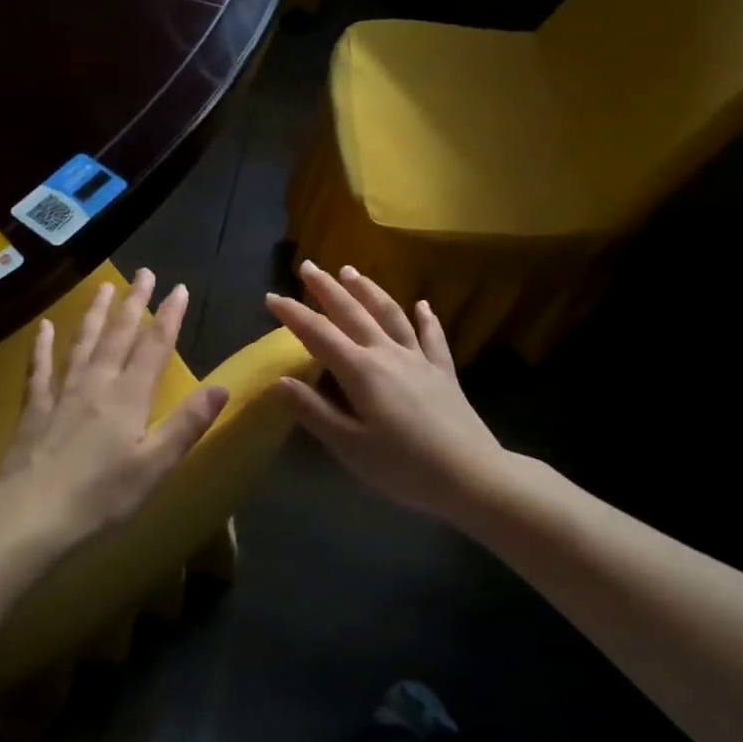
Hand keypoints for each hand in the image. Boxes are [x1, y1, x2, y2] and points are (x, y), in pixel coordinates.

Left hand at [0, 268, 228, 550]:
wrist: (31, 514)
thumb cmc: (101, 495)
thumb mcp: (155, 465)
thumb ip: (187, 423)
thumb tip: (222, 386)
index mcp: (129, 397)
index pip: (154, 347)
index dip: (168, 317)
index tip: (179, 288)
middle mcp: (97, 383)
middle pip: (118, 335)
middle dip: (133, 303)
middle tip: (143, 273)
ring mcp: (62, 393)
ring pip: (82, 342)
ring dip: (94, 313)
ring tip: (103, 286)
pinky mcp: (35, 408)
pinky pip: (40, 369)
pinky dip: (42, 346)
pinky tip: (43, 327)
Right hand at [266, 262, 510, 524]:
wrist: (471, 476)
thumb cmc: (403, 467)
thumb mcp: (349, 446)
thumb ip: (314, 411)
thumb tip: (280, 381)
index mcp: (360, 371)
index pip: (318, 334)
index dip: (293, 314)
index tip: (271, 297)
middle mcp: (387, 353)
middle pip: (352, 312)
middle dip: (327, 288)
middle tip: (308, 265)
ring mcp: (418, 358)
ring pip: (389, 314)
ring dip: (368, 290)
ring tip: (351, 271)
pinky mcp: (443, 370)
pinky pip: (432, 336)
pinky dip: (425, 318)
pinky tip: (422, 304)